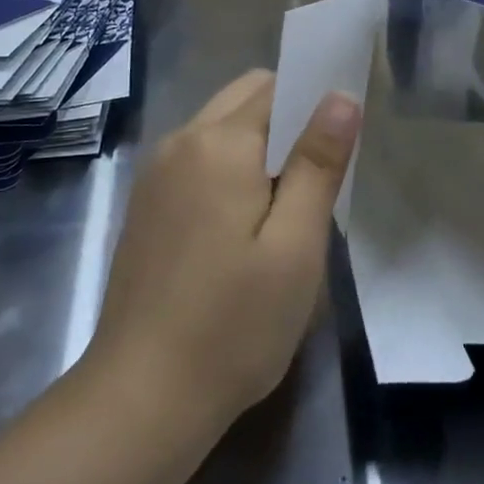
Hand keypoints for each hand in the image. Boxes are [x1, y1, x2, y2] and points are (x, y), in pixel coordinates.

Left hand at [91, 69, 361, 428]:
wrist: (143, 397)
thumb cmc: (235, 323)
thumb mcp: (296, 245)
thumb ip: (319, 162)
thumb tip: (340, 96)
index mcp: (218, 143)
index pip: (276, 86)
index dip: (314, 102)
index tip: (340, 144)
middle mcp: (179, 143)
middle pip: (244, 99)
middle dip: (287, 121)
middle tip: (317, 182)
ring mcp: (155, 175)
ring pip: (220, 130)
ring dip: (258, 148)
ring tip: (285, 210)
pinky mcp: (145, 207)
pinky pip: (197, 162)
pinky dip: (229, 171)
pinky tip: (243, 230)